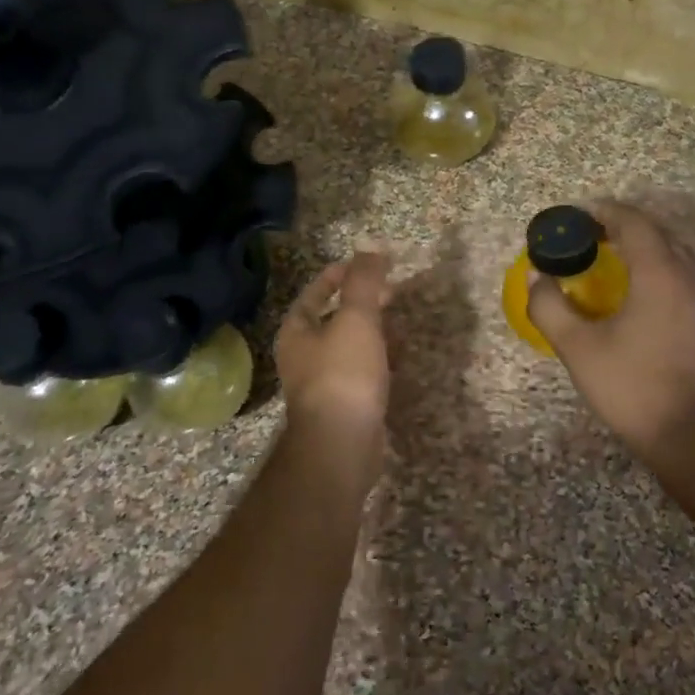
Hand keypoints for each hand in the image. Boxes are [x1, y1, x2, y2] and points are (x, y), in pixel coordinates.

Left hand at [276, 250, 391, 462]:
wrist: (342, 445)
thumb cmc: (343, 375)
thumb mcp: (356, 319)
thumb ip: (364, 282)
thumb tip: (372, 249)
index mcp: (296, 331)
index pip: (315, 292)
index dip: (339, 274)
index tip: (367, 264)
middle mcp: (302, 356)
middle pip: (330, 319)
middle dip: (359, 303)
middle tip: (389, 291)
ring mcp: (320, 384)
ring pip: (346, 346)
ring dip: (370, 331)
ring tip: (397, 320)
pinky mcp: (341, 406)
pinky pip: (359, 372)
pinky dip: (377, 359)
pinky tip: (397, 359)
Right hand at [526, 200, 694, 454]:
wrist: (692, 436)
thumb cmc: (631, 386)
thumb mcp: (578, 348)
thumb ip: (549, 306)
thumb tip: (538, 277)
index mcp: (660, 274)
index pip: (634, 222)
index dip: (604, 212)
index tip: (578, 217)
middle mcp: (692, 277)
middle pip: (656, 237)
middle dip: (620, 231)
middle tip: (588, 242)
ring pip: (673, 261)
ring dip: (640, 255)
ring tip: (609, 269)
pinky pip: (684, 285)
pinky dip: (657, 279)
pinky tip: (638, 305)